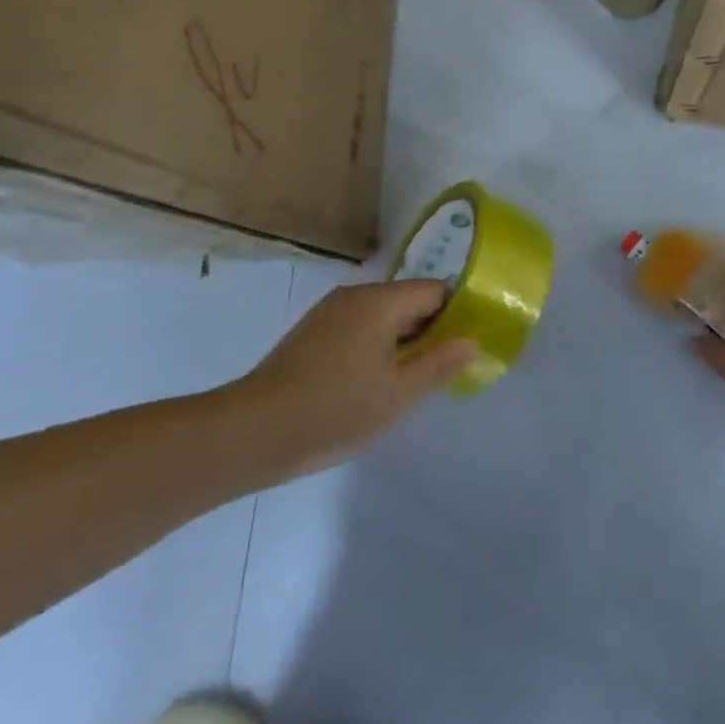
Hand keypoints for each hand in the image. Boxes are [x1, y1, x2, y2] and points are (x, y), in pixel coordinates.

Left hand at [225, 281, 476, 479]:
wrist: (253, 431)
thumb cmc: (335, 409)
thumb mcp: (398, 394)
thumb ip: (439, 364)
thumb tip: (471, 341)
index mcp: (381, 301)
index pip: (434, 291)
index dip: (456, 314)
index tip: (466, 344)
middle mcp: (355, 295)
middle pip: (407, 300)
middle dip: (429, 329)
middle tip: (444, 367)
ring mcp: (329, 312)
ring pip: (381, 316)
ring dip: (401, 340)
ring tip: (411, 380)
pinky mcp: (311, 333)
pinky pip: (357, 328)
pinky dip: (374, 346)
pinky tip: (372, 382)